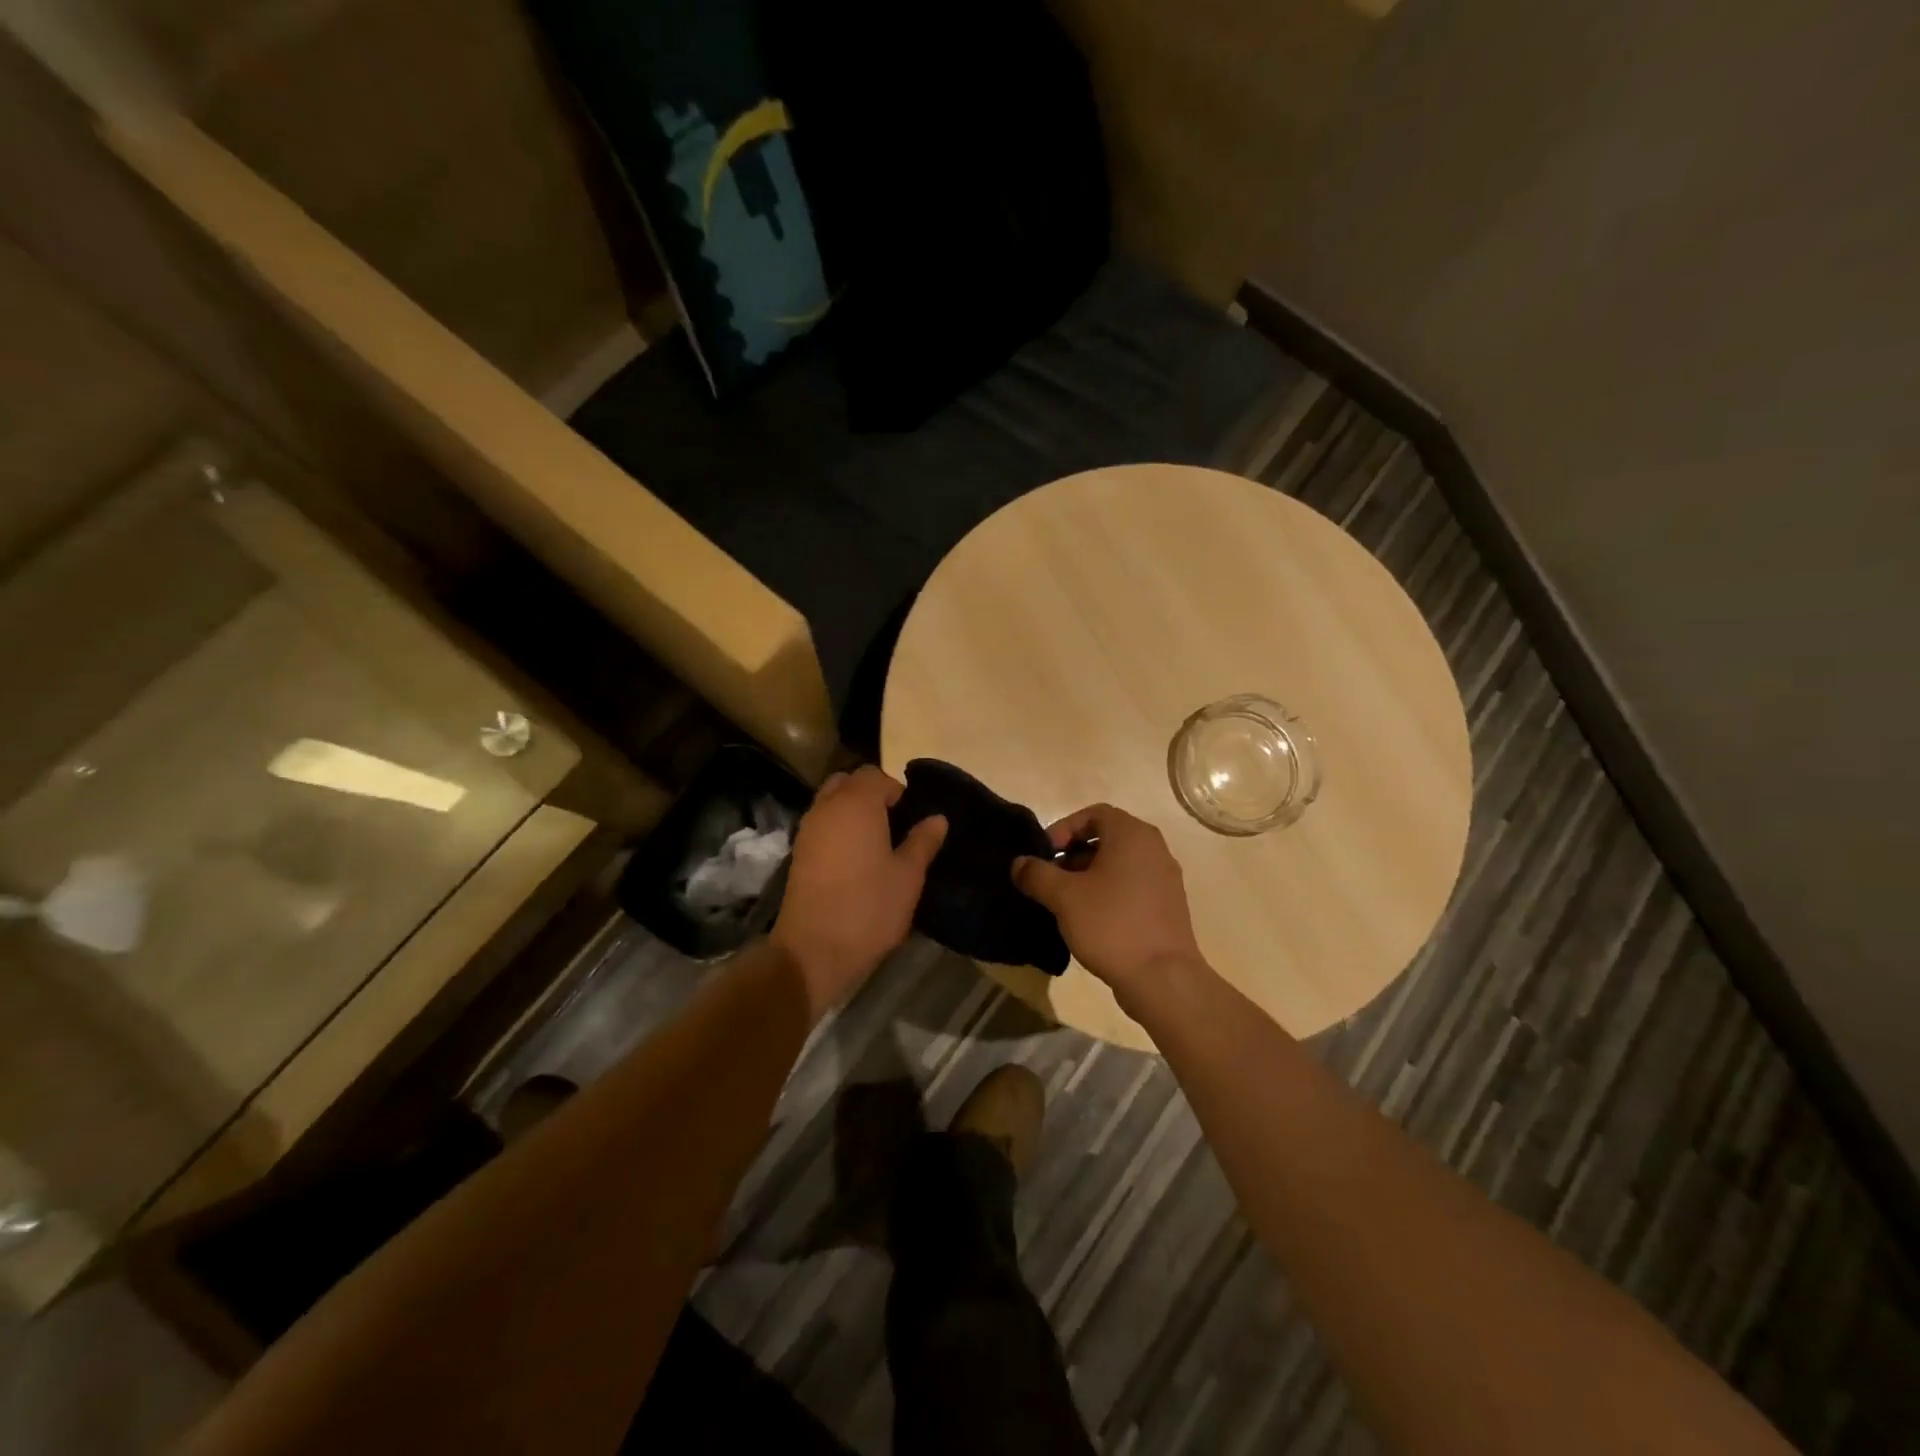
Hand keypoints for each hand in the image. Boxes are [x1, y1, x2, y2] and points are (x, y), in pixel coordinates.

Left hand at [771, 766, 945, 1017]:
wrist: (813, 950)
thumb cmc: (869, 908)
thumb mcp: (908, 876)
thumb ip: (922, 841)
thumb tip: (937, 818)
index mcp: (856, 804)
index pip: (875, 775)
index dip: (896, 790)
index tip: (911, 817)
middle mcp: (827, 807)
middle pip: (848, 782)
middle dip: (871, 794)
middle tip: (894, 824)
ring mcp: (807, 829)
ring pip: (831, 802)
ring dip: (852, 810)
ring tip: (876, 843)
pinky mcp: (798, 853)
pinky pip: (821, 824)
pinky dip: (837, 829)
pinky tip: (855, 859)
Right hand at [1011, 804, 1205, 1004]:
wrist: (1162, 978)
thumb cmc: (1111, 924)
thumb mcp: (1064, 897)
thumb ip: (1037, 874)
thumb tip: (1019, 863)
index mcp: (1132, 835)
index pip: (1093, 814)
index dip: (1063, 828)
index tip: (1043, 854)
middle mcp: (1153, 848)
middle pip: (1106, 837)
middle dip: (1072, 854)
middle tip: (1049, 878)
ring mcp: (1164, 878)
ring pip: (1118, 864)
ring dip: (1088, 874)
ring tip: (1063, 901)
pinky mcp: (1167, 905)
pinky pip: (1131, 885)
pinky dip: (1108, 891)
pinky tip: (1088, 918)